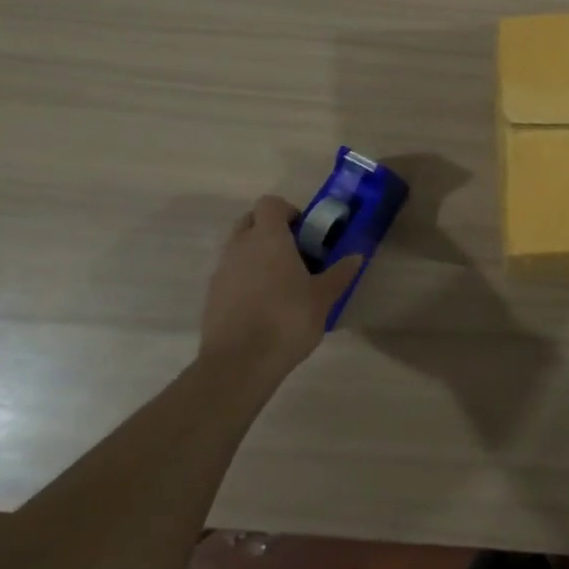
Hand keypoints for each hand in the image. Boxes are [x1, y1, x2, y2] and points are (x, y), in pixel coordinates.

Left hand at [200, 195, 362, 368]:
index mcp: (268, 237)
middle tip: (293, 252)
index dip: (287, 211)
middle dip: (269, 229)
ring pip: (238, 248)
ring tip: (280, 281)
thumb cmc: (286, 320)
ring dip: (256, 254)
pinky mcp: (211, 296)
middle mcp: (240, 246)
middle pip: (250, 221)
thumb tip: (356, 256)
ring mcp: (221, 271)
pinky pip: (230, 274)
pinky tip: (263, 305)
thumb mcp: (323, 297)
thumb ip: (340, 273)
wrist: (238, 365)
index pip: (270, 203)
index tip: (304, 231)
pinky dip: (245, 278)